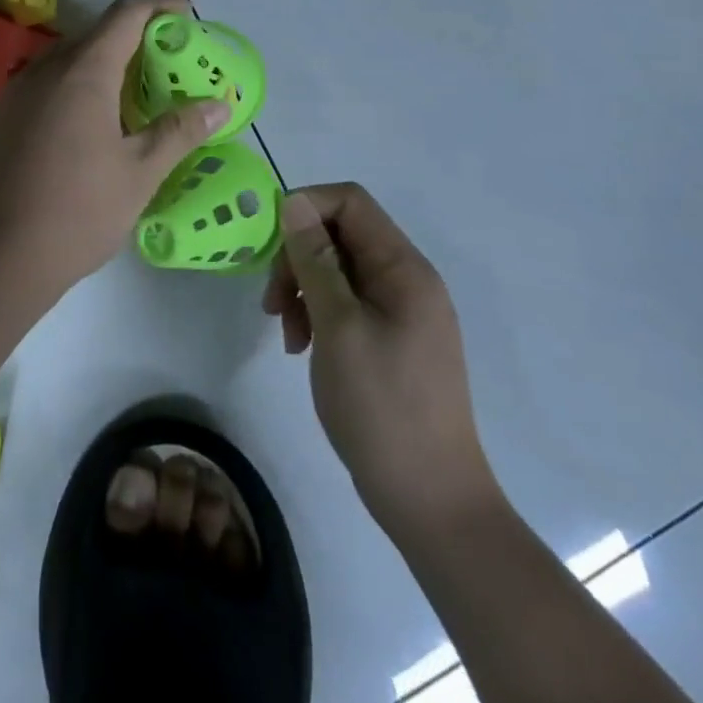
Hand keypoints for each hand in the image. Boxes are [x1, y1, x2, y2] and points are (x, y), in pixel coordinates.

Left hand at [0, 0, 230, 296]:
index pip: (125, 14)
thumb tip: (219, 105)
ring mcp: (15, 93)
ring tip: (130, 98)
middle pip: (94, 35)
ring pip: (66, 61)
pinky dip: (73, 88)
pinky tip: (86, 128)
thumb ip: (179, 131)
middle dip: (132, 39)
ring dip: (100, 66)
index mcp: (83, 72)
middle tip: (165, 66)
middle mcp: (45, 70)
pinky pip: (44, 86)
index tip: (186, 15)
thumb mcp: (139, 173)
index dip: (159, 6)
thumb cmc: (77, 211)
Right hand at [264, 184, 501, 535]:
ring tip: (286, 331)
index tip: (272, 246)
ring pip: (337, 268)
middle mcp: (406, 280)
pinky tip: (302, 346)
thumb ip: (315, 260)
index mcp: (404, 269)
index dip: (305, 207)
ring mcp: (400, 311)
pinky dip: (317, 313)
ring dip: (302, 288)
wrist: (431, 500)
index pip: (350, 202)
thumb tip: (294, 202)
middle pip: (340, 234)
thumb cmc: (382, 407)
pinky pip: (345, 301)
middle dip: (298, 257)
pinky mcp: (390, 338)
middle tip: (273, 303)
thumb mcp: (338, 326)